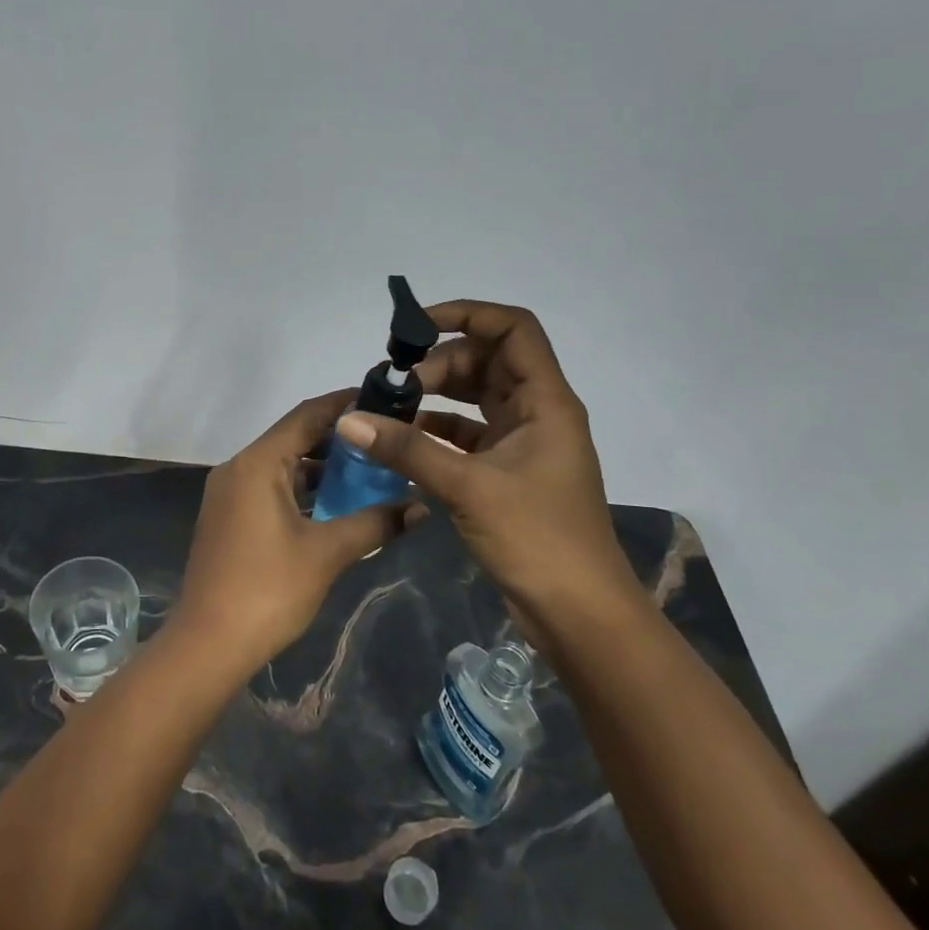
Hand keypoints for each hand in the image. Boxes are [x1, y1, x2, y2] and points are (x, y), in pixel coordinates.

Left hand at [172, 390, 423, 674]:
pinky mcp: (229, 517)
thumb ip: (374, 523)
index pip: (306, 415)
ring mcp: (229, 493)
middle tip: (385, 442)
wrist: (208, 643)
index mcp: (258, 463)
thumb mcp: (327, 553)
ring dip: (321, 469)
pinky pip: (270, 488)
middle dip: (339, 440)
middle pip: (293, 438)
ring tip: (369, 473)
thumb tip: (420, 507)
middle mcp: (238, 467)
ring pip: (282, 466)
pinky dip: (302, 491)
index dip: (345, 404)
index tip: (383, 401)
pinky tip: (335, 506)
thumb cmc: (268, 590)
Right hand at [333, 300, 633, 624]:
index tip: (416, 328)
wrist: (579, 615)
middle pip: (486, 360)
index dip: (467, 314)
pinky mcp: (505, 472)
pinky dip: (435, 431)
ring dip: (434, 395)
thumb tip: (349, 419)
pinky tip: (400, 440)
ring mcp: (521, 444)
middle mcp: (537, 413)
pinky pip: (466, 435)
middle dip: (439, 362)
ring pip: (474, 397)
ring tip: (389, 406)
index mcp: (546, 401)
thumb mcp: (469, 487)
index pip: (513, 329)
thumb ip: (407, 449)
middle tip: (394, 382)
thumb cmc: (539, 539)